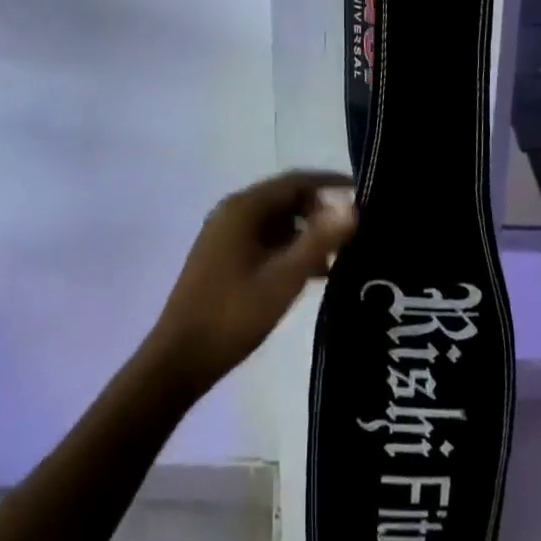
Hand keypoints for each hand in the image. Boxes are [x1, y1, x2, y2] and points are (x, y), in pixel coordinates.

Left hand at [145, 172, 357, 393]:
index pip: (295, 181)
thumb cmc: (234, 314)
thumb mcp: (284, 278)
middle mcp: (232, 212)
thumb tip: (352, 207)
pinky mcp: (222, 257)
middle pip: (285, 199)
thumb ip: (319, 240)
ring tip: (338, 257)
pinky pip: (263, 240)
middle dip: (320, 212)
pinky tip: (310, 274)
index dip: (330, 183)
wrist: (179, 359)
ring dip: (306, 234)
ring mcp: (224, 235)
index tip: (361, 192)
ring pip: (275, 222)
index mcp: (244, 208)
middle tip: (352, 233)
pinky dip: (288, 249)